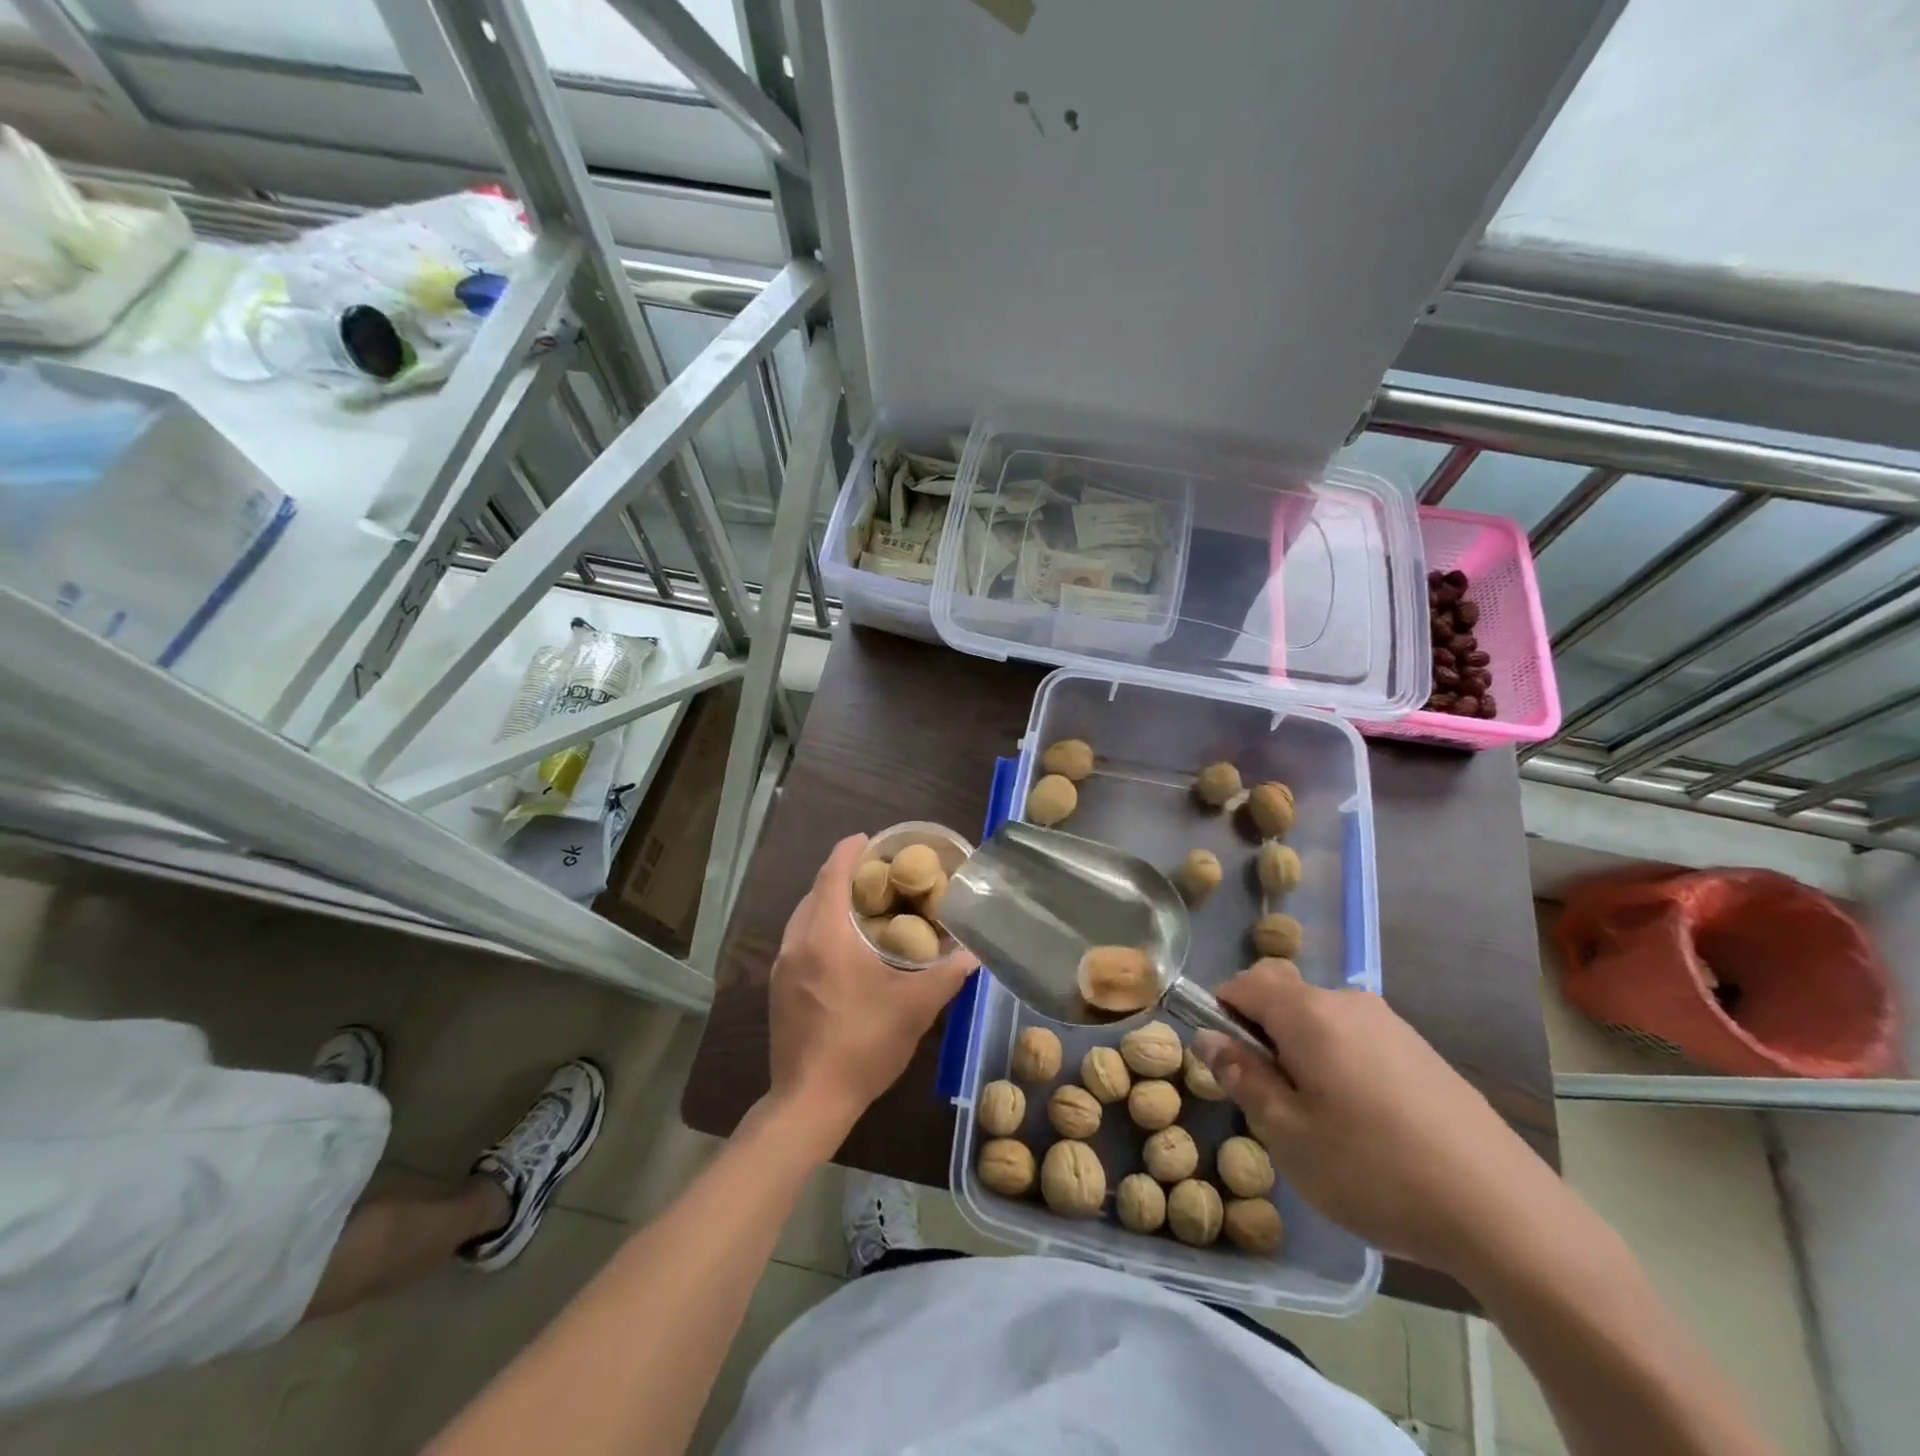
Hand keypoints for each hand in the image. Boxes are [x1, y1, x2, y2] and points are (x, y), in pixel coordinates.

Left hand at [766, 834, 977, 1140]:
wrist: (809, 1101)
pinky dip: (820, 928)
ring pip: (804, 917)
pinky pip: (799, 940)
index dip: (849, 851)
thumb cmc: (862, 1045)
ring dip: (829, 903)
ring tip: (863, 906)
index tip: (869, 838)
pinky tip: (844, 948)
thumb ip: (946, 976)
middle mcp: (797, 943)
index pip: (832, 875)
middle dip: (842, 876)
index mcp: (825, 936)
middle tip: (877, 875)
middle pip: (816, 892)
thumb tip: (974, 954)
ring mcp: (782, 967)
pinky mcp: (778, 989)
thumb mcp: (914, 1009)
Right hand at [1194, 958, 1573, 1279]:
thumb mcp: (1288, 1134)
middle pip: (1283, 995)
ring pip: (1321, 1020)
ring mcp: (1391, 1025)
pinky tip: (1364, 1125)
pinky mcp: (1422, 1052)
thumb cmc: (1376, 1171)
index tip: (1225, 1062)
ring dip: (1301, 1051)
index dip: (1220, 1011)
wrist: (1506, 1215)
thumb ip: (1242, 1077)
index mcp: (1309, 1013)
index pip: (1243, 982)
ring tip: (1318, 1120)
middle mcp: (1349, 1003)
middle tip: (1268, 1097)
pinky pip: (1357, 1039)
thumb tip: (1208, 1038)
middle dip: (1261, 1033)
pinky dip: (1339, 1063)